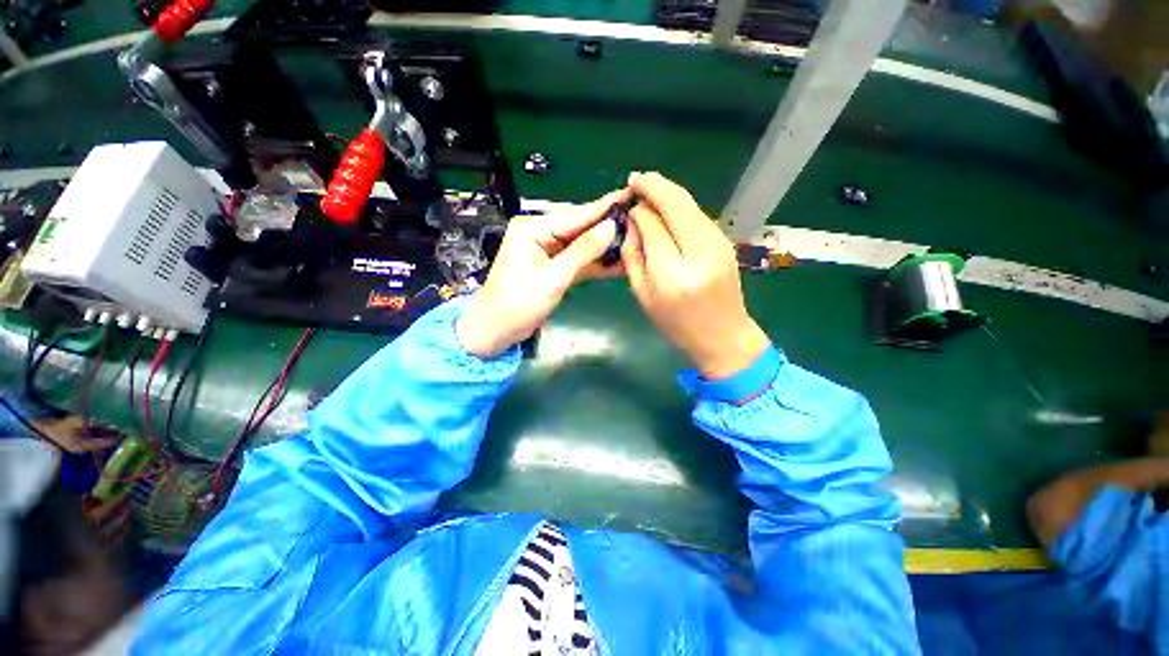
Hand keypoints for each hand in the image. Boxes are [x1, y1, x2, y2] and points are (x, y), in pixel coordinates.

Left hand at [456, 190, 630, 356]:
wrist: (497, 330)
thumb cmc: (519, 303)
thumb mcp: (553, 277)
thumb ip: (583, 252)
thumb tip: (611, 227)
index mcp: (533, 228)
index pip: (575, 215)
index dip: (603, 208)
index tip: (629, 196)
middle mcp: (539, 233)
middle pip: (579, 227)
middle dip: (606, 227)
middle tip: (637, 221)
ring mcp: (546, 250)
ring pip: (581, 244)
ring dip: (603, 246)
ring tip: (633, 240)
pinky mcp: (552, 267)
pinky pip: (577, 260)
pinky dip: (594, 263)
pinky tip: (616, 262)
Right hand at [622, 172, 769, 378]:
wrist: (723, 336)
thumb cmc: (676, 324)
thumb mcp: (643, 295)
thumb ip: (633, 256)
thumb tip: (633, 221)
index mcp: (673, 274)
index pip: (653, 225)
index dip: (639, 209)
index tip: (628, 202)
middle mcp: (700, 253)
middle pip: (677, 203)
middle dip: (654, 185)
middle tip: (635, 179)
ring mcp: (718, 244)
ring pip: (690, 205)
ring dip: (668, 193)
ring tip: (648, 189)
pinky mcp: (725, 242)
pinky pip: (698, 215)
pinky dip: (681, 206)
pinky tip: (668, 208)